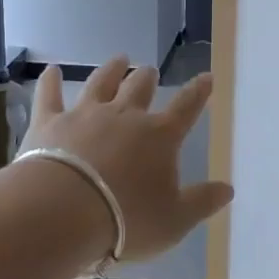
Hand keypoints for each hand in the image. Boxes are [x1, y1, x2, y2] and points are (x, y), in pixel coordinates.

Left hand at [22, 56, 233, 263]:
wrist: (63, 213)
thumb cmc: (126, 220)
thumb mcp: (175, 220)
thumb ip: (202, 202)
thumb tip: (228, 188)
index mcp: (159, 136)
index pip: (186, 108)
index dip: (198, 92)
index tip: (206, 77)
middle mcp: (124, 116)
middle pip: (140, 88)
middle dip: (147, 78)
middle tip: (149, 70)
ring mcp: (85, 115)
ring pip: (101, 83)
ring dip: (112, 70)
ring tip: (119, 59)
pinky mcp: (49, 123)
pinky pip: (50, 95)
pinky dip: (51, 81)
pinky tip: (51, 70)